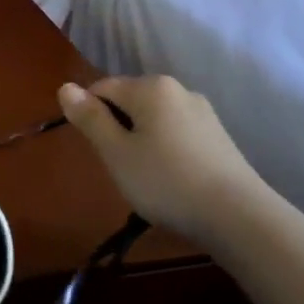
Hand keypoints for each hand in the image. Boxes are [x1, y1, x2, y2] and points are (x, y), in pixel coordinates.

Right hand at [57, 76, 262, 241]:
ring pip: (153, 118)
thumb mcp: (115, 152)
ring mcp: (202, 112)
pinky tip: (170, 177)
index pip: (101, 88)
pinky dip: (164, 149)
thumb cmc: (164, 180)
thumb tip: (65, 87)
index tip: (96, 150)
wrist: (238, 216)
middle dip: (116, 127)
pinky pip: (176, 132)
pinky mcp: (217, 136)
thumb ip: (89, 118)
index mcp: (150, 87)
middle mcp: (178, 89)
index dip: (89, 116)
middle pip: (129, 100)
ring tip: (144, 175)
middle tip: (118, 165)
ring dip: (139, 139)